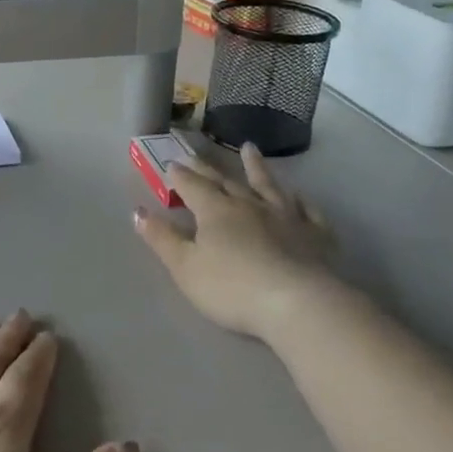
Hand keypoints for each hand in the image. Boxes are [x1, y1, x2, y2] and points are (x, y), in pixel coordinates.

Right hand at [134, 142, 347, 340]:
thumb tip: (137, 211)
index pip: (193, 186)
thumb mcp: (185, 267)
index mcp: (216, 211)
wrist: (297, 303)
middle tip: (197, 154)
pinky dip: (301, 202)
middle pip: (226, 181)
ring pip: (268, 185)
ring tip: (249, 148)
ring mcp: (287, 217)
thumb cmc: (232, 288)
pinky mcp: (315, 235)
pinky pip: (308, 212)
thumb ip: (162, 238)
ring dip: (257, 167)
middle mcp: (250, 205)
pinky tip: (300, 198)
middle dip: (209, 168)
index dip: (180, 176)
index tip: (171, 164)